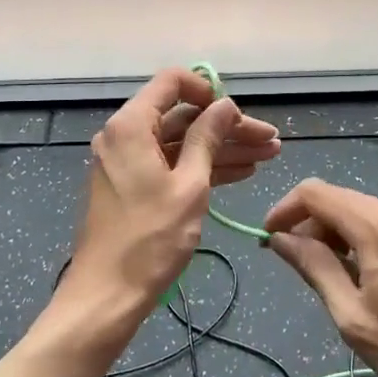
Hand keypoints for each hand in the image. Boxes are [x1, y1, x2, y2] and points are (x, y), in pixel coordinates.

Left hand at [57, 69, 281, 348]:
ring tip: (268, 157)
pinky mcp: (132, 187)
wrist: (107, 294)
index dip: (209, 91)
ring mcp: (127, 163)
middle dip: (228, 127)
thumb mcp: (189, 185)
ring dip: (223, 149)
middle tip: (270, 141)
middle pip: (182, 117)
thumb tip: (225, 105)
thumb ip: (207, 139)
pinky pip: (171, 165)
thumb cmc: (150, 239)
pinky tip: (241, 173)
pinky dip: (203, 168)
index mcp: (132, 125)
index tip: (237, 113)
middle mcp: (125, 136)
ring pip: (181, 143)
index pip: (172, 82)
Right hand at [261, 179, 377, 376]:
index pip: (314, 193)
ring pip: (355, 211)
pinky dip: (353, 239)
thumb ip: (315, 268)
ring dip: (329, 234)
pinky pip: (376, 224)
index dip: (284, 210)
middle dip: (306, 224)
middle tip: (293, 265)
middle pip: (335, 199)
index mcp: (375, 225)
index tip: (267, 240)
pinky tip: (352, 275)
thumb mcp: (353, 316)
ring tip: (321, 276)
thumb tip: (280, 239)